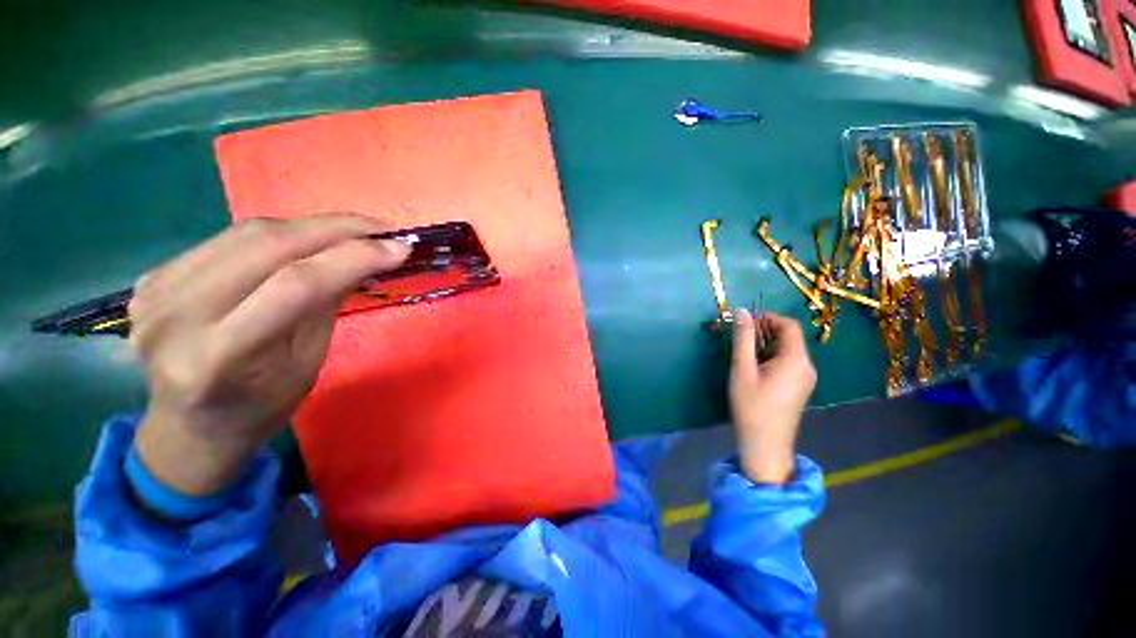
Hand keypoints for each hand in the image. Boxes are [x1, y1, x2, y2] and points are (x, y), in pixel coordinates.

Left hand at [130, 215, 409, 495]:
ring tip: (351, 233)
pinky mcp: (150, 277)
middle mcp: (176, 317)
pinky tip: (303, 243)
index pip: (295, 285)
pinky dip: (276, 235)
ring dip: (309, 227)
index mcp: (218, 357)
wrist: (191, 423)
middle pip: (266, 246)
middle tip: (380, 229)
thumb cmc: (262, 404)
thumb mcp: (308, 361)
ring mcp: (155, 293)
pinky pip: (227, 239)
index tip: (398, 248)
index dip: (353, 257)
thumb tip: (362, 256)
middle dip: (335, 229)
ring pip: (247, 233)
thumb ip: (325, 304)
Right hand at [729, 309, 816, 484]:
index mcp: (796, 359)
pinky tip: (753, 368)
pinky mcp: (799, 387)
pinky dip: (770, 357)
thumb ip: (743, 339)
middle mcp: (806, 366)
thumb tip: (742, 312)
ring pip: (786, 350)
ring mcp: (805, 378)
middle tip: (738, 336)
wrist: (765, 445)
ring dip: (765, 344)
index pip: (789, 325)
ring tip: (742, 353)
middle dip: (763, 331)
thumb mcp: (742, 369)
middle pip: (789, 337)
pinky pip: (787, 362)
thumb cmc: (751, 406)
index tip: (744, 322)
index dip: (767, 318)